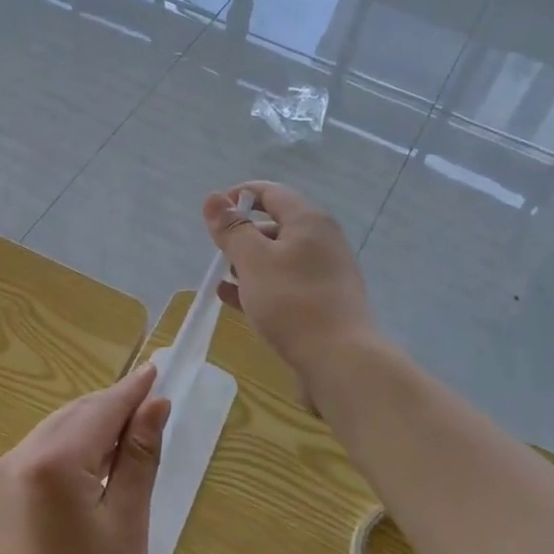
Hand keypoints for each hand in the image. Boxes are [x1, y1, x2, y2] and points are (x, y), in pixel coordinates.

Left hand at [0, 365, 168, 553]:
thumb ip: (140, 457)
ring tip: (133, 437)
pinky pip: (43, 453)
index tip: (159, 368)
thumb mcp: (127, 522)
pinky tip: (97, 464)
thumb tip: (155, 405)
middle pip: (76, 415)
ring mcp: (4, 475)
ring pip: (58, 431)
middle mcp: (20, 456)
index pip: (101, 410)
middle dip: (114, 408)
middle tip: (154, 407)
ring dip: (94, 428)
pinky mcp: (1, 495)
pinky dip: (73, 449)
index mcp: (52, 461)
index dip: (133, 391)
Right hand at [203, 181, 377, 402]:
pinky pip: (285, 283)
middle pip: (275, 224)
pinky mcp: (324, 300)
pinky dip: (260, 285)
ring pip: (279, 257)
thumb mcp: (253, 261)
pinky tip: (235, 300)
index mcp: (308, 221)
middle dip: (242, 235)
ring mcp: (326, 272)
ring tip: (223, 280)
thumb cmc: (292, 303)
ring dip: (249, 263)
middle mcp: (322, 240)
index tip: (212, 215)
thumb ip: (232, 229)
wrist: (340, 361)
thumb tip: (213, 198)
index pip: (270, 192)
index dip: (238, 196)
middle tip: (218, 254)